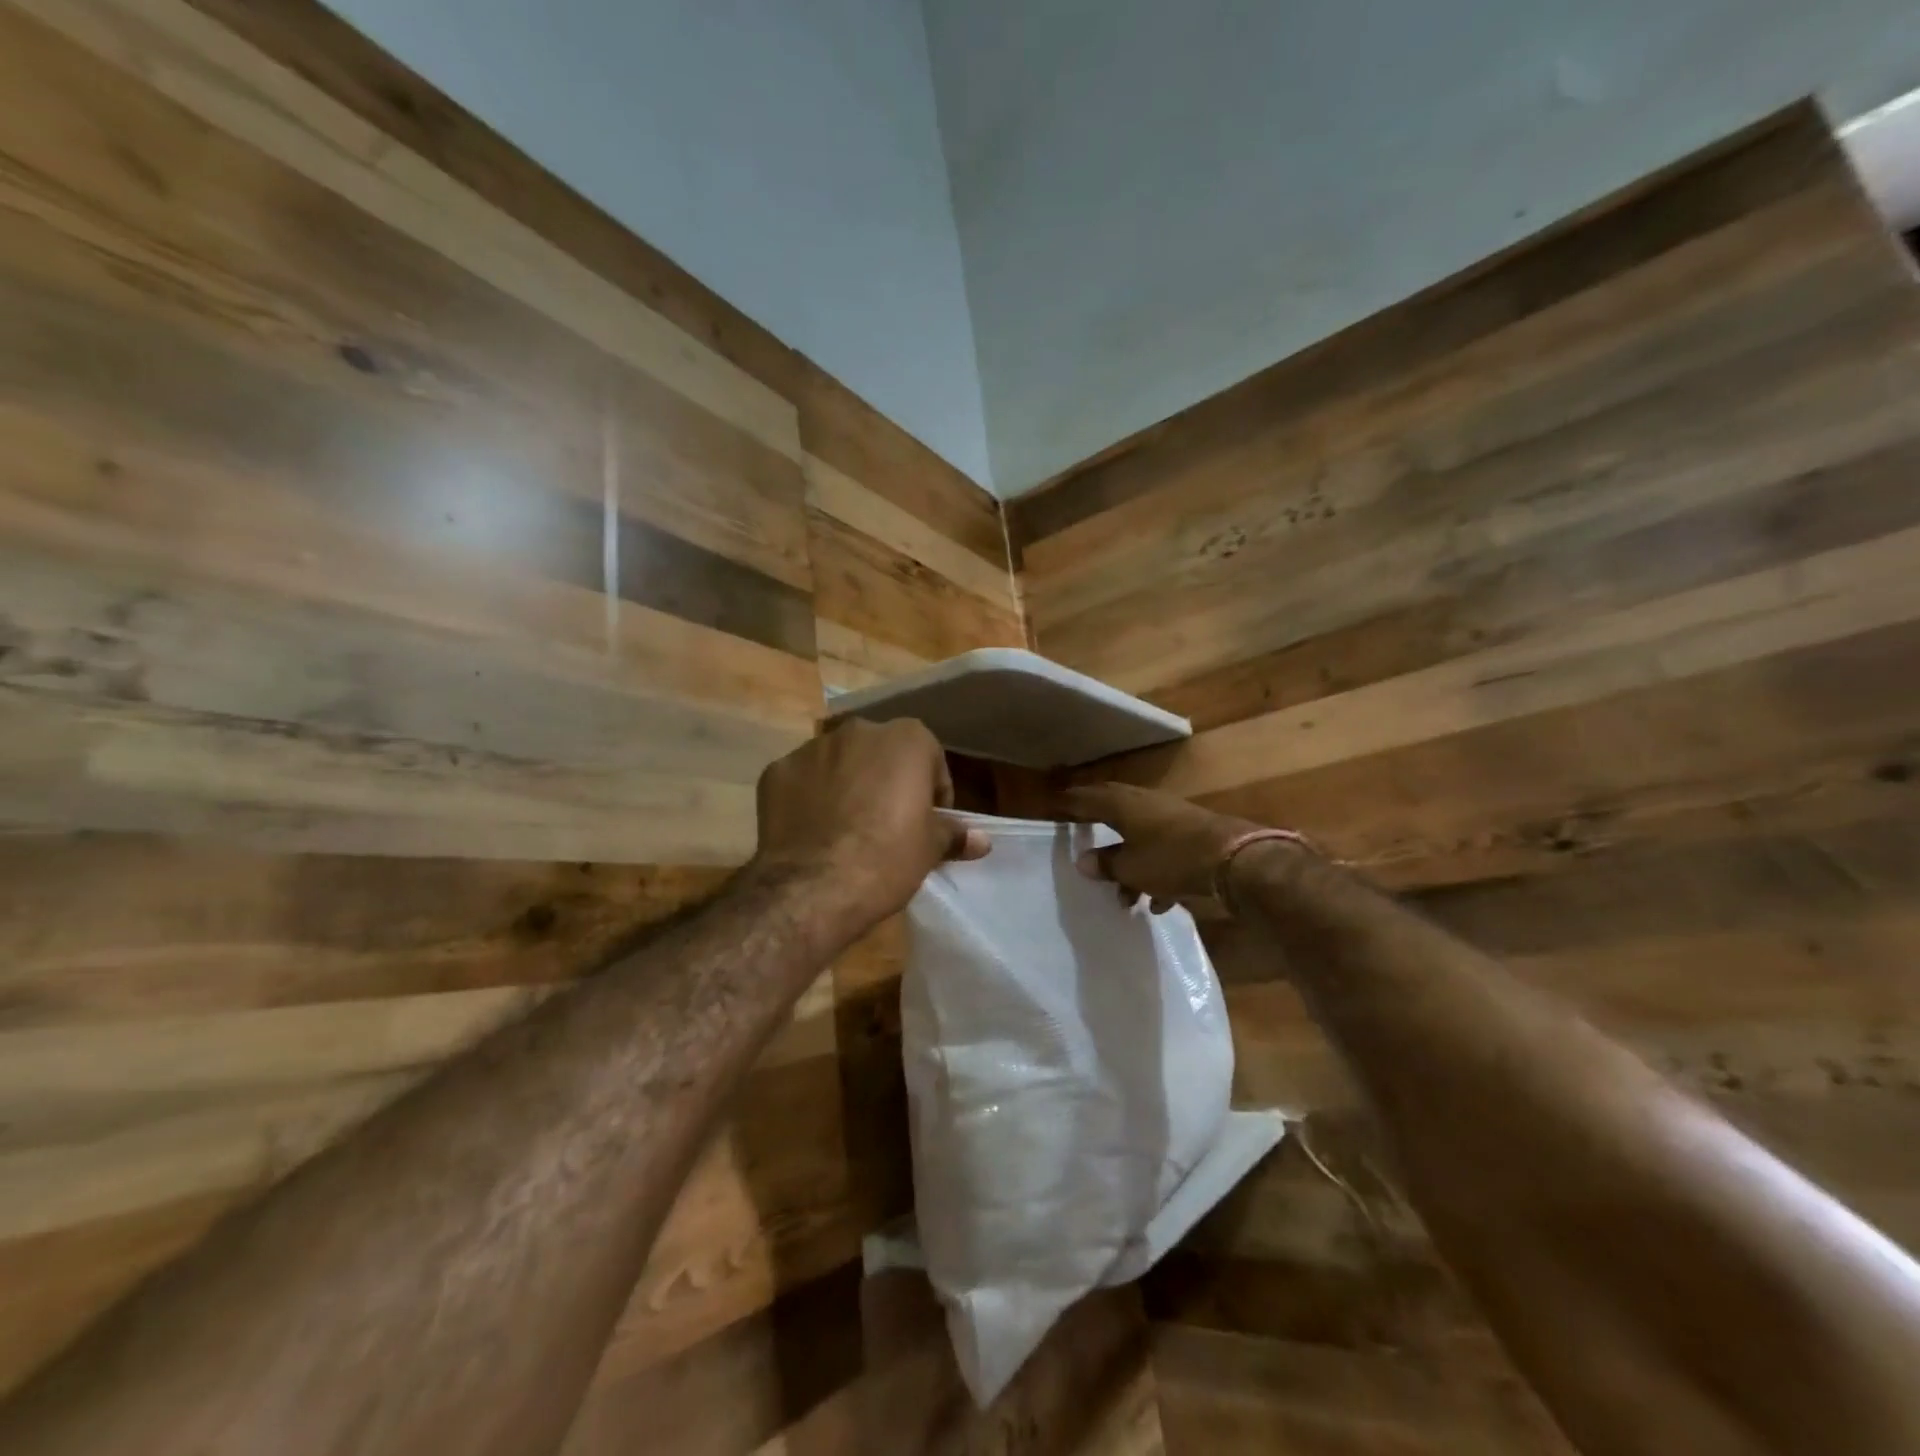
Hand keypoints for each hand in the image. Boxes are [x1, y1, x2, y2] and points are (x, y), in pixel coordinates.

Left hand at [751, 718, 989, 935]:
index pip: (930, 759)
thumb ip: (954, 834)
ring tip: (847, 829)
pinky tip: (812, 831)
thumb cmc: (887, 859)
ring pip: (839, 763)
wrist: (812, 887)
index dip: (932, 792)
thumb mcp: (930, 848)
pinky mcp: (776, 771)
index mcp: (905, 739)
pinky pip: (802, 780)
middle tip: (888, 824)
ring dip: (847, 784)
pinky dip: (809, 797)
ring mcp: (812, 748)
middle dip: (887, 781)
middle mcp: (858, 731)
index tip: (928, 822)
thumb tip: (981, 840)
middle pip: (882, 754)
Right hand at [1059, 783, 1264, 911]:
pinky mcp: (1192, 834)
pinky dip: (1155, 873)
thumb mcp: (1131, 868)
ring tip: (1124, 898)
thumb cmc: (1172, 859)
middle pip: (1113, 810)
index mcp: (1123, 805)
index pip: (1086, 799)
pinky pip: (1163, 851)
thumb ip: (1105, 864)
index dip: (1068, 805)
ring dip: (1128, 864)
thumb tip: (1084, 861)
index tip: (1051, 808)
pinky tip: (1158, 901)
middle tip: (1079, 833)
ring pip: (1139, 836)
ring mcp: (1171, 817)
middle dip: (1096, 825)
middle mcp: (1145, 803)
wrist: (1235, 859)